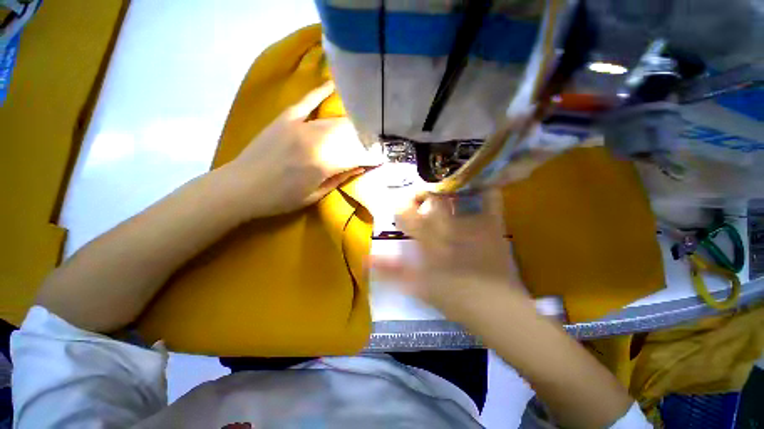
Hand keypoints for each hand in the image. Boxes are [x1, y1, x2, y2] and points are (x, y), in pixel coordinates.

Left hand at [224, 82, 380, 218]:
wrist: (241, 188)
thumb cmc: (280, 199)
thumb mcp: (315, 195)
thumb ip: (340, 179)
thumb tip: (360, 167)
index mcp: (323, 163)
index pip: (356, 155)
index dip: (372, 156)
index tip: (383, 157)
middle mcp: (316, 140)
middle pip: (348, 135)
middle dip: (365, 139)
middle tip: (376, 142)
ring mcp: (300, 125)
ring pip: (334, 121)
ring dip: (351, 124)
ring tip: (364, 126)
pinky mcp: (286, 118)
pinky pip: (307, 101)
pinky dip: (319, 92)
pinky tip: (333, 85)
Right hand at [371, 190, 527, 318]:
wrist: (496, 308)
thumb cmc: (453, 298)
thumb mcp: (416, 286)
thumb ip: (391, 271)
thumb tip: (368, 258)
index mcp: (429, 239)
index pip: (407, 214)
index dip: (401, 209)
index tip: (402, 211)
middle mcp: (448, 226)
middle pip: (431, 199)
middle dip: (422, 195)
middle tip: (421, 200)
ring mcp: (472, 224)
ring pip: (456, 195)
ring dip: (447, 190)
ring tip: (442, 194)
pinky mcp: (493, 226)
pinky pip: (490, 199)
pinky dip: (483, 191)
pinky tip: (477, 191)